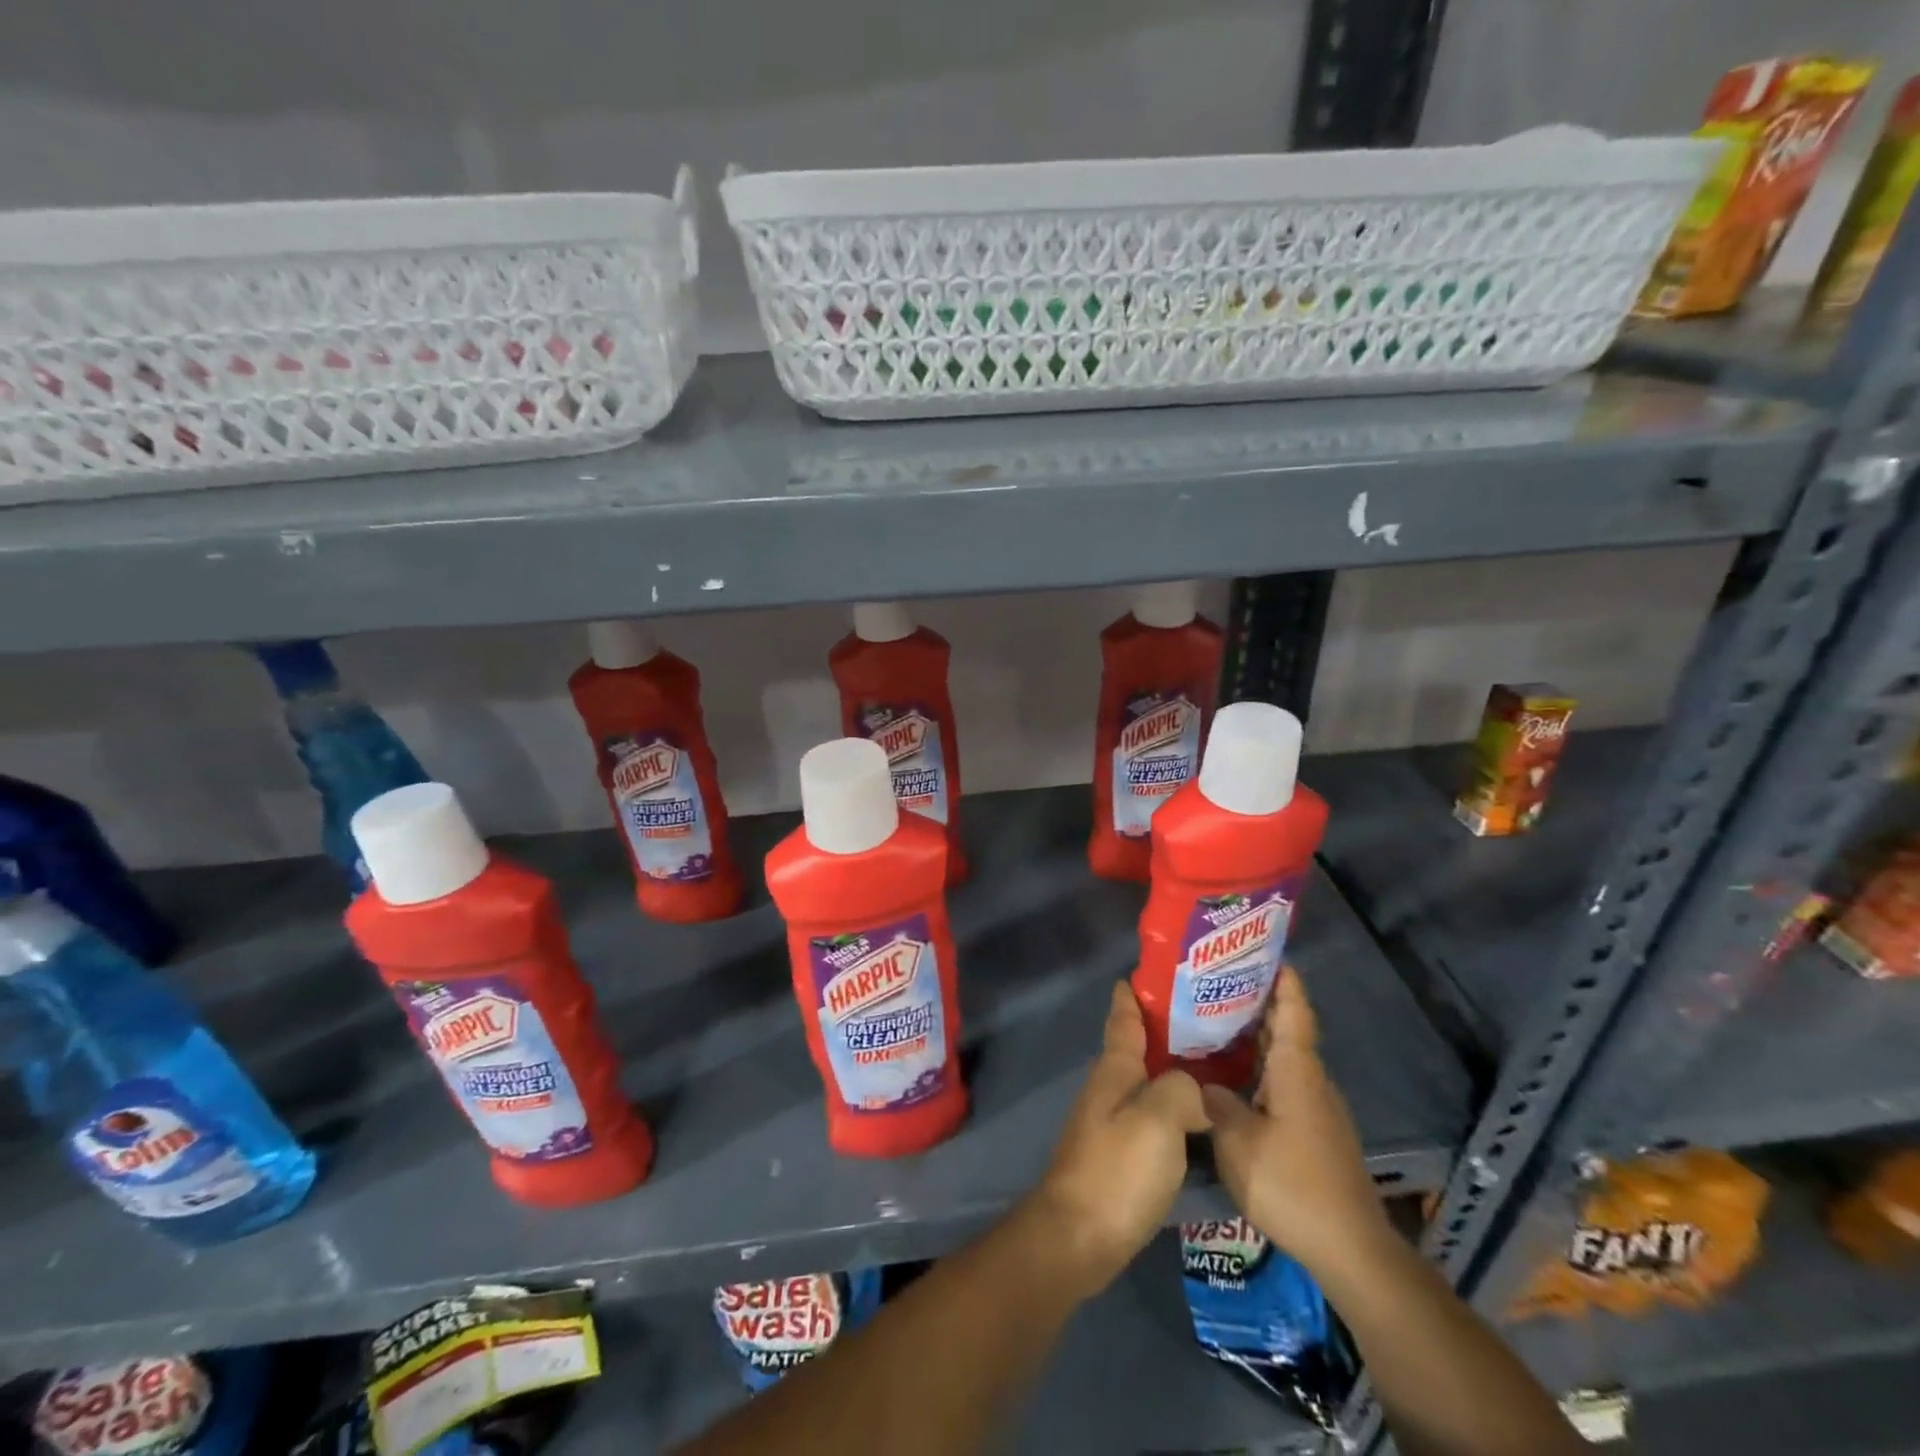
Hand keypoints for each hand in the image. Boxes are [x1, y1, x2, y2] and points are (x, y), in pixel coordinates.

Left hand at [1026, 982, 1208, 1299]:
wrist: (1078, 1238)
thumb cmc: (1117, 1170)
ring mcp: (1112, 1123)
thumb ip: (1182, 1090)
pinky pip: (1153, 1116)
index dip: (1135, 993)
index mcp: (1114, 1070)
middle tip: (1211, 1017)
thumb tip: (1197, 1090)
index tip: (1154, 972)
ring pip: (1147, 1082)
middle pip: (1139, 1048)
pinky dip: (1175, 1106)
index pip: (1123, 1018)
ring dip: (1174, 1069)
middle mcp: (1110, 1088)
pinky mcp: (1120, 1156)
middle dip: (1167, 1030)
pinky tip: (1200, 1117)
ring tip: (1216, 1064)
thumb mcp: (1157, 1119)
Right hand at [1202, 967, 1387, 1273]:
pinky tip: (1231, 1076)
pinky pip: (1283, 1082)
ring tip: (1213, 1022)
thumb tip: (1199, 1081)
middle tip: (1215, 982)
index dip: (1282, 979)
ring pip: (1283, 1057)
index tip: (1263, 951)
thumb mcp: (1238, 1141)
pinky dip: (1259, 1068)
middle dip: (1256, 1002)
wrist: (1350, 1250)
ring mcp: (1316, 1107)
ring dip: (1254, 1037)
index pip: (1293, 1010)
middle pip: (1286, 1028)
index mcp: (1296, 1070)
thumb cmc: (1292, 1184)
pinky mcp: (1315, 1132)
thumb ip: (1215, 1103)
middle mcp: (1310, 1079)